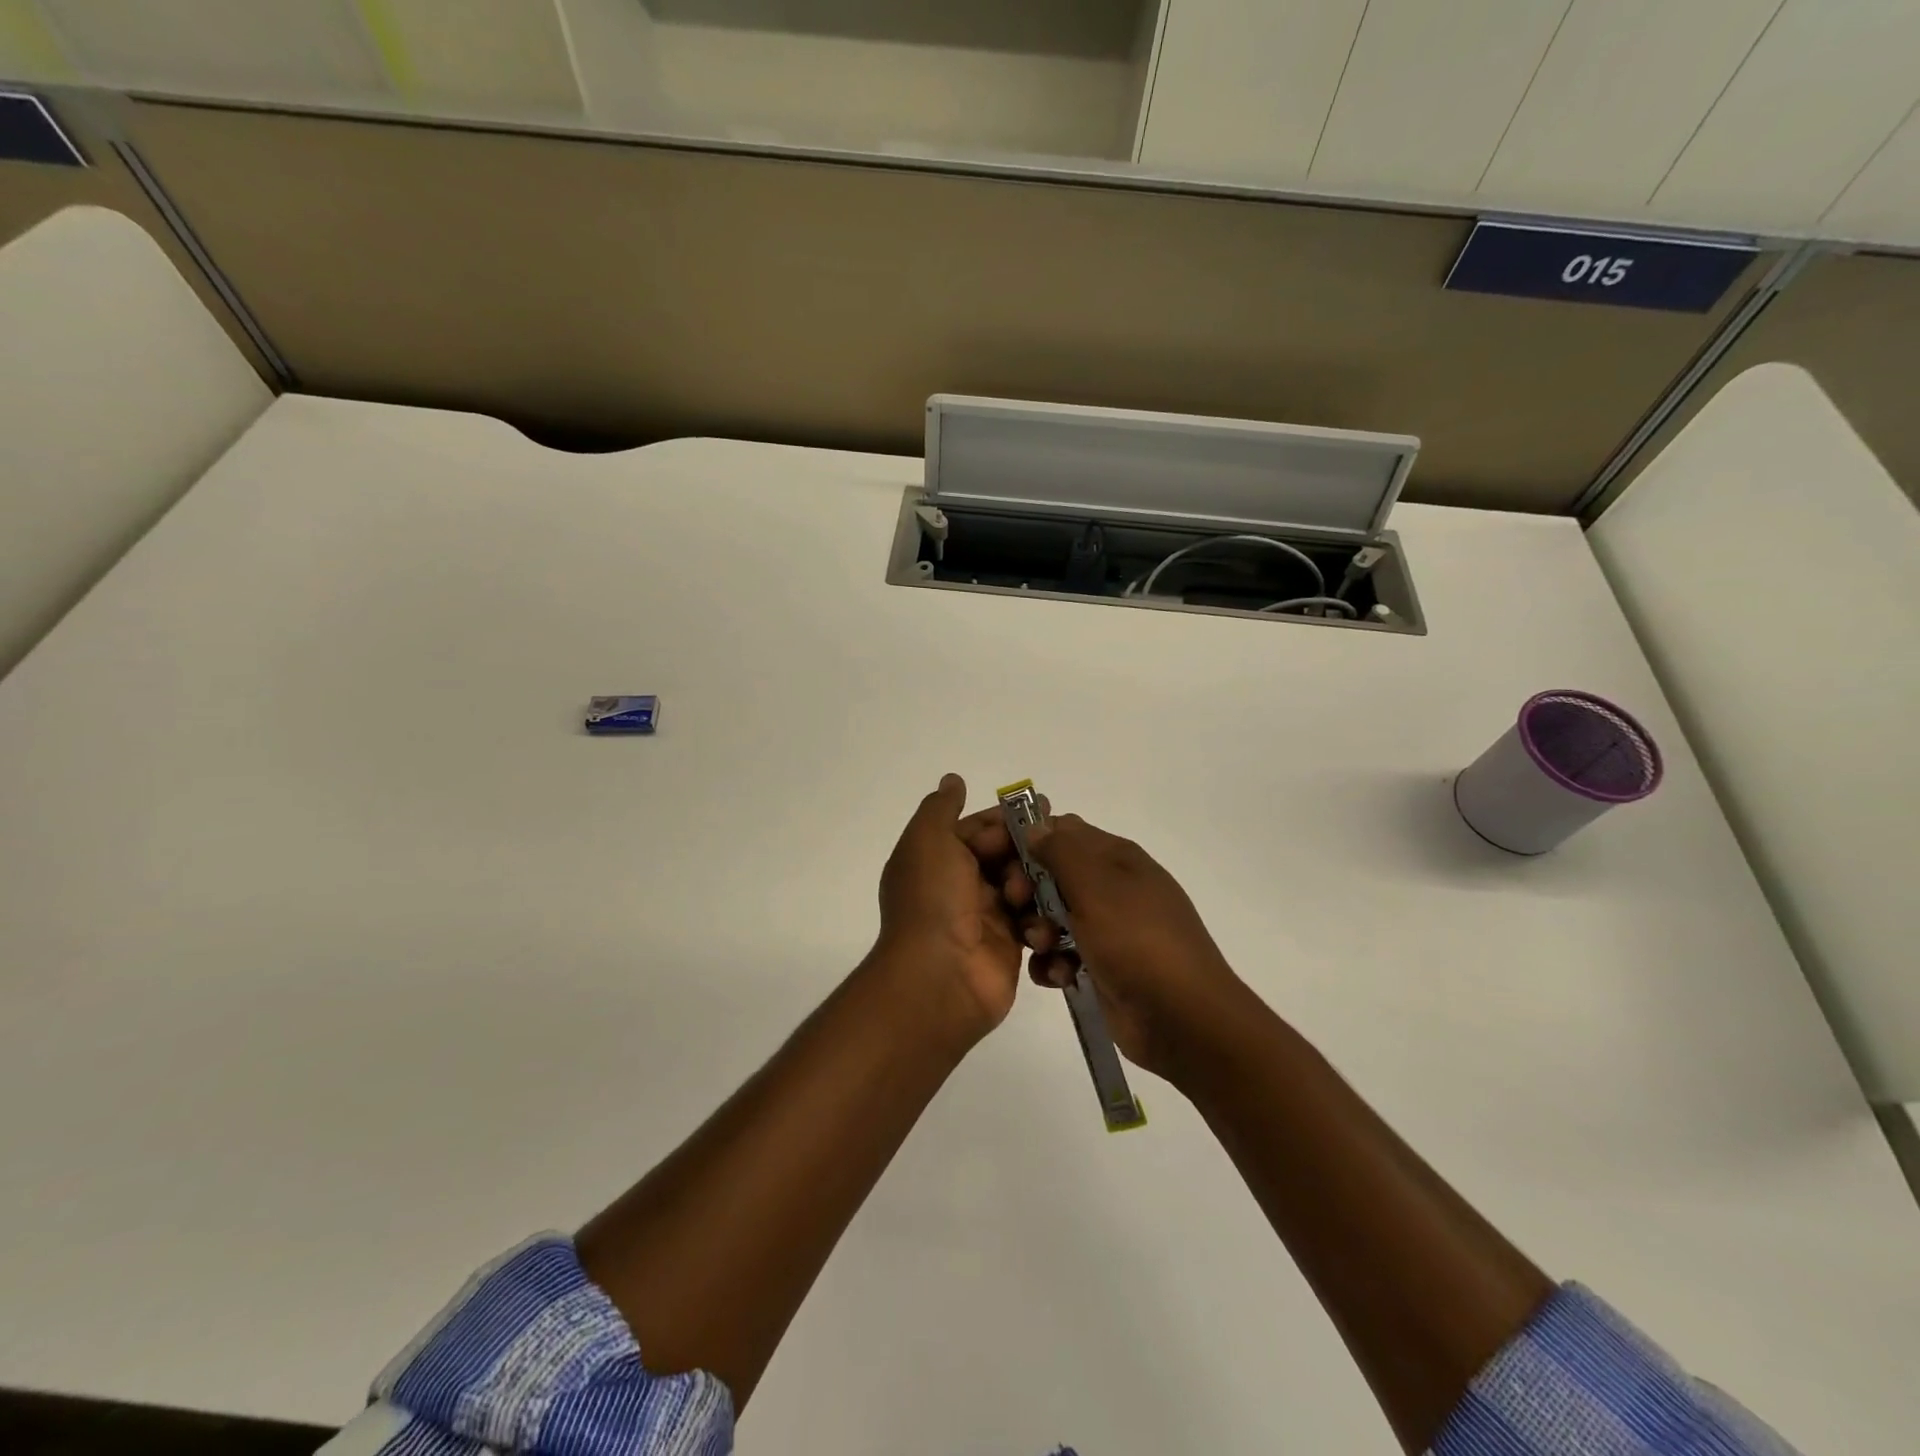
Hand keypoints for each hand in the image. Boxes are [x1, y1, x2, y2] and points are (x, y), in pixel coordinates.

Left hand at [872, 774, 1025, 1039]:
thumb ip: (942, 808)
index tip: (1042, 809)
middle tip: (1054, 848)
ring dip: (1034, 884)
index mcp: (938, 859)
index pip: (978, 829)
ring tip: (1032, 893)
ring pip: (1024, 886)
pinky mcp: (1009, 946)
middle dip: (1027, 851)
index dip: (1006, 820)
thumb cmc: (933, 900)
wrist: (939, 977)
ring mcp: (984, 917)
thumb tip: (952, 780)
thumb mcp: (929, 841)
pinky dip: (1042, 917)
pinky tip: (1046, 916)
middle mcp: (959, 886)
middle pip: (1005, 856)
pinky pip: (1034, 921)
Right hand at [1021, 814, 1250, 1083]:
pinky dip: (1054, 963)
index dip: (1028, 840)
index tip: (1000, 860)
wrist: (1184, 1020)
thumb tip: (1036, 826)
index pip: (1061, 831)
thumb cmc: (1138, 942)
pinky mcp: (1102, 966)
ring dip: (1038, 931)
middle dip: (1028, 890)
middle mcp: (1112, 887)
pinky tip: (1058, 977)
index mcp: (1117, 858)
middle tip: (1018, 906)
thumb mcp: (1097, 887)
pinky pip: (1063, 954)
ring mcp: (1108, 929)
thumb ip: (1062, 852)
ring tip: (1044, 948)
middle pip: (1053, 874)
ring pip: (1053, 916)